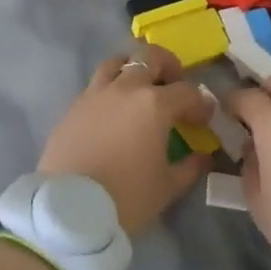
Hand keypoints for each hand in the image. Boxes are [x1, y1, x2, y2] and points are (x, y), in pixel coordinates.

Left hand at [38, 42, 216, 236]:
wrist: (68, 211)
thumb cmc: (126, 197)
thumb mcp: (167, 187)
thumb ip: (190, 167)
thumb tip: (202, 156)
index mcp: (154, 104)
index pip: (187, 92)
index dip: (200, 105)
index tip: (202, 121)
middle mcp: (126, 89)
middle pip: (150, 58)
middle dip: (168, 66)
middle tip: (172, 85)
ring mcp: (96, 94)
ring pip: (117, 63)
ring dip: (132, 69)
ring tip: (138, 90)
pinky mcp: (73, 107)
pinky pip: (95, 86)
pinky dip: (109, 90)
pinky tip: (111, 113)